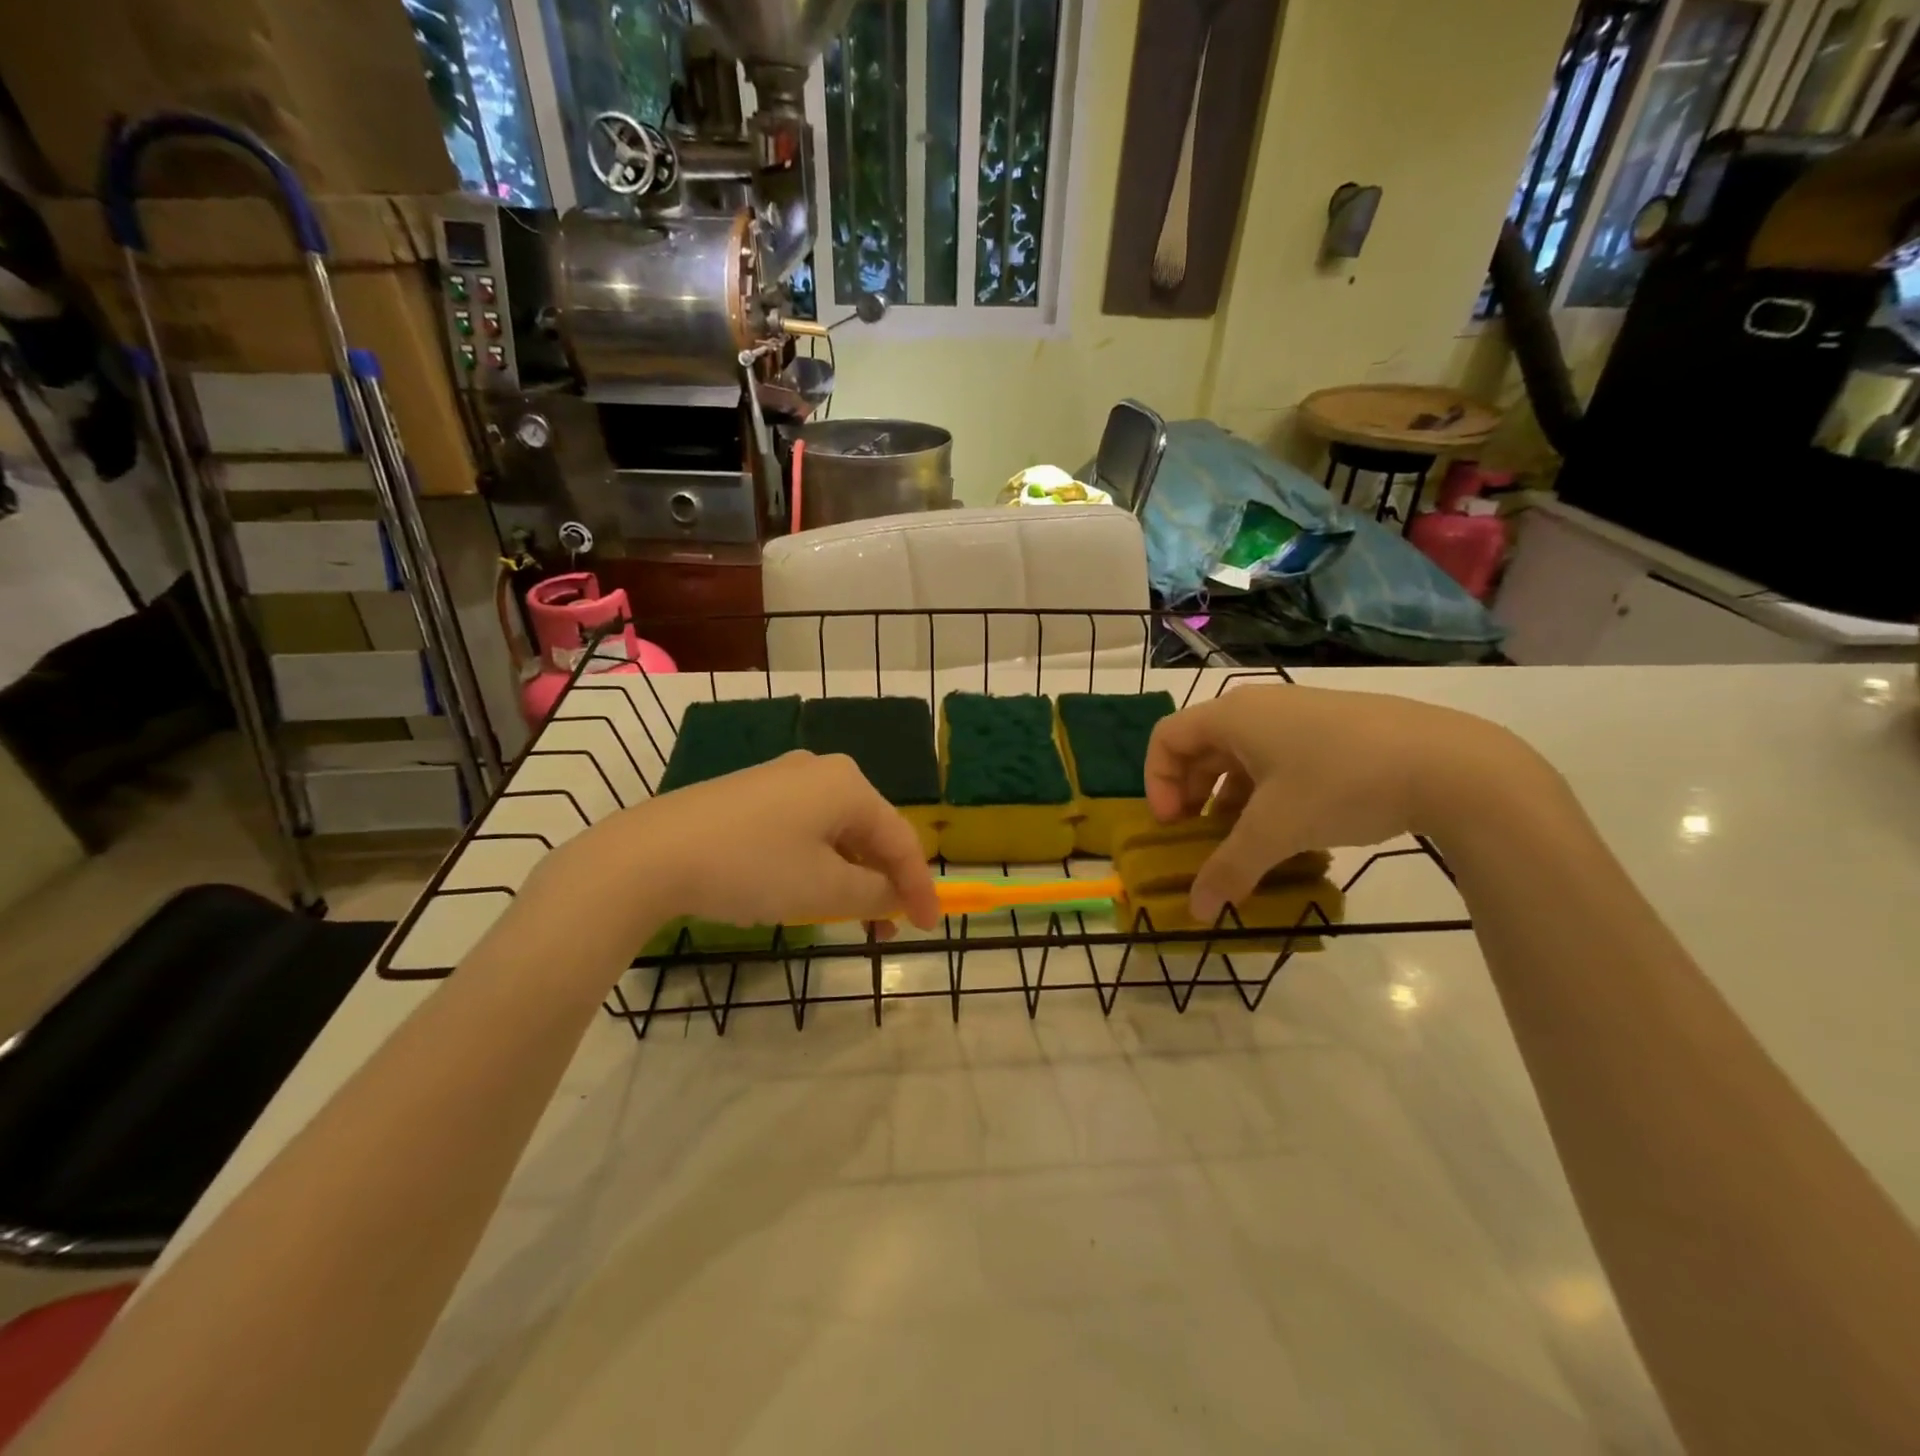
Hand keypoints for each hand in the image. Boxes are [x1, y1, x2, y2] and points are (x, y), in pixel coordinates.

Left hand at [567, 750, 940, 936]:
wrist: (651, 854)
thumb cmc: (753, 867)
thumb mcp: (824, 890)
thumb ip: (874, 894)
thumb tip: (895, 895)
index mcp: (848, 784)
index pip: (901, 839)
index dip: (919, 887)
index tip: (930, 928)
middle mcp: (821, 770)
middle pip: (869, 832)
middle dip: (881, 883)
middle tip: (885, 928)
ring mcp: (782, 779)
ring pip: (834, 832)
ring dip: (848, 877)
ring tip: (844, 918)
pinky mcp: (751, 795)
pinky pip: (803, 829)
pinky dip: (816, 863)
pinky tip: (803, 890)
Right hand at [1144, 684, 1536, 920]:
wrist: (1451, 764)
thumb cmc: (1341, 784)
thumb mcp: (1277, 831)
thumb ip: (1229, 869)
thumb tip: (1196, 912)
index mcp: (1233, 716)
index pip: (1166, 738)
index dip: (1156, 782)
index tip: (1173, 825)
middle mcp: (1260, 707)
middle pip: (1202, 747)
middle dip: (1191, 794)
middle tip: (1200, 836)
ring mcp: (1301, 715)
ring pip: (1243, 756)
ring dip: (1230, 798)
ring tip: (1246, 840)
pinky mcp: (1336, 730)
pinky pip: (1279, 758)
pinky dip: (1267, 792)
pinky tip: (1291, 828)